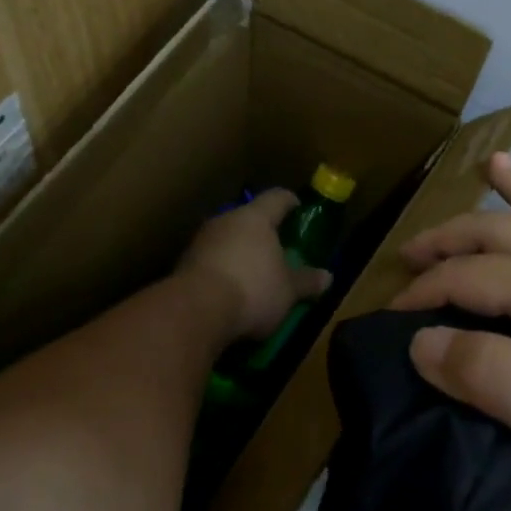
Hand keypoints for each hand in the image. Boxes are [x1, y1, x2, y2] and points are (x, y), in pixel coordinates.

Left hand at [178, 190, 332, 339]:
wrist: (194, 312)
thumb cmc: (253, 289)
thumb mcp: (289, 290)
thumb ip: (307, 281)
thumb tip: (328, 276)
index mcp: (255, 218)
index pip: (277, 198)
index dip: (290, 202)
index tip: (298, 209)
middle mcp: (226, 220)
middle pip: (249, 218)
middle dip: (263, 232)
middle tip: (278, 247)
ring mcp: (201, 241)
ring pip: (227, 239)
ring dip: (240, 252)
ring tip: (254, 272)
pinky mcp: (183, 265)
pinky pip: (211, 260)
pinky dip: (223, 270)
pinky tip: (231, 290)